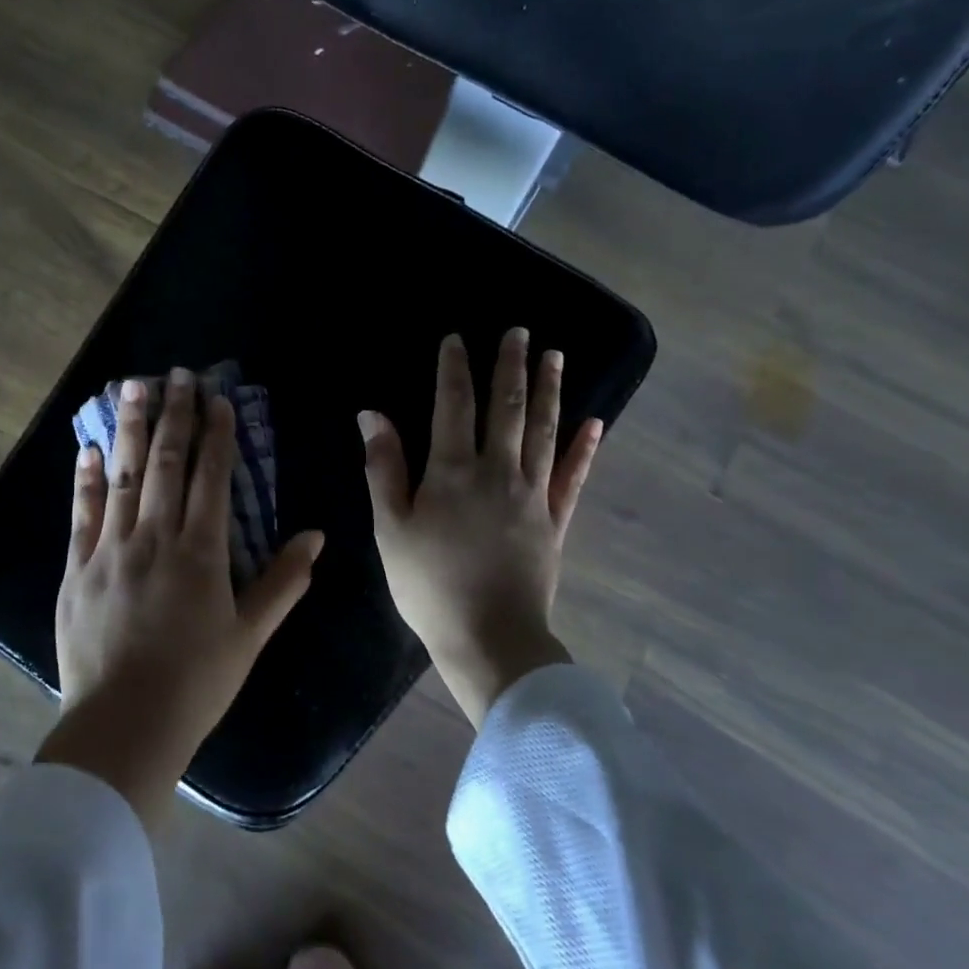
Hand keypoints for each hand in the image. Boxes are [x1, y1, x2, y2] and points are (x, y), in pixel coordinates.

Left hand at [39, 368, 324, 825]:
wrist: (125, 725)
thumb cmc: (197, 683)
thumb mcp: (250, 635)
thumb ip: (283, 582)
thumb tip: (315, 536)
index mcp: (201, 552)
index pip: (211, 477)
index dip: (216, 434)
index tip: (217, 399)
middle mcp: (154, 538)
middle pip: (166, 464)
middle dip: (175, 415)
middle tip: (177, 374)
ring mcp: (110, 550)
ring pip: (122, 476)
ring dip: (130, 429)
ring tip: (132, 387)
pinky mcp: (76, 570)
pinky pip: (81, 514)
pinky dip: (85, 479)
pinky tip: (88, 448)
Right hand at [360, 329, 602, 727]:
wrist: (489, 637)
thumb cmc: (428, 585)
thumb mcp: (390, 528)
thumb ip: (384, 468)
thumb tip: (373, 415)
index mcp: (452, 472)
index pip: (453, 405)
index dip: (455, 369)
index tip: (458, 339)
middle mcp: (497, 471)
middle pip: (507, 408)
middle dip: (511, 366)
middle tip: (520, 332)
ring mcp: (533, 495)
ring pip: (543, 431)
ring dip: (550, 391)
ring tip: (556, 356)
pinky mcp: (556, 521)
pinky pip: (572, 477)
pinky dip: (584, 448)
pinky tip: (595, 423)